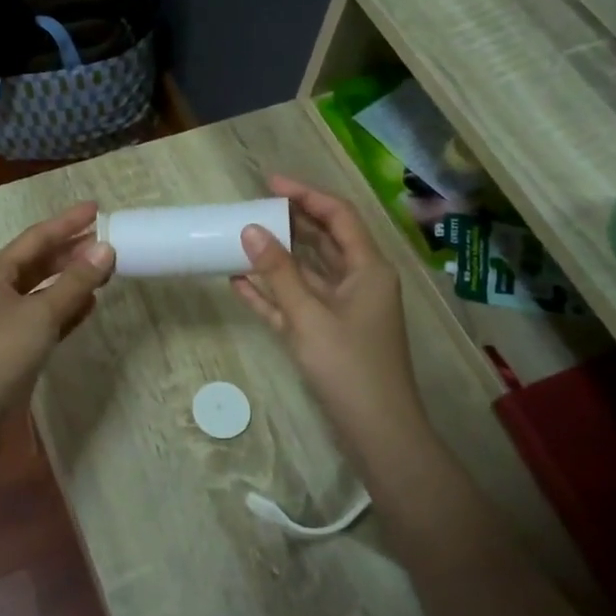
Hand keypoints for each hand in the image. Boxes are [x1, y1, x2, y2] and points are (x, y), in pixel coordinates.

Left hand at [0, 202, 115, 427]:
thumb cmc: (0, 355)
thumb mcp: (40, 314)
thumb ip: (75, 282)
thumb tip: (106, 250)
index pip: (34, 240)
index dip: (66, 223)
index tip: (96, 208)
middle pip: (38, 264)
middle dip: (71, 251)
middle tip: (107, 240)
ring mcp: (4, 323)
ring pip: (43, 292)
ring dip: (72, 280)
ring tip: (105, 268)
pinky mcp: (15, 349)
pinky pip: (45, 319)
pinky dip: (66, 309)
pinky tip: (89, 304)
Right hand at [231, 176, 426, 453]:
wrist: (377, 431)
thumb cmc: (349, 367)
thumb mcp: (309, 315)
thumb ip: (279, 272)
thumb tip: (251, 229)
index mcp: (367, 269)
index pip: (338, 216)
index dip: (306, 195)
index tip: (270, 183)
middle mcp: (358, 282)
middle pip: (322, 241)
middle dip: (288, 224)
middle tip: (251, 209)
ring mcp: (342, 310)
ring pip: (306, 273)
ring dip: (275, 259)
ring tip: (239, 241)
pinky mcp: (326, 334)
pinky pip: (296, 304)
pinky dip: (271, 294)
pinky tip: (239, 283)